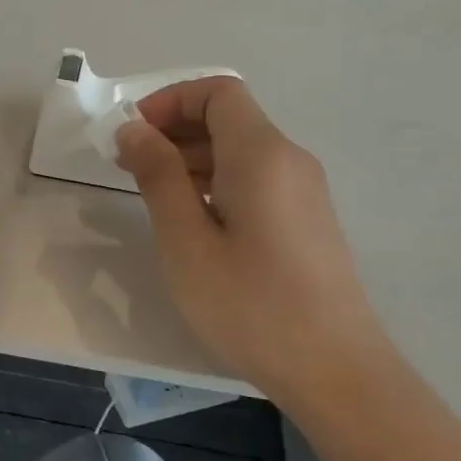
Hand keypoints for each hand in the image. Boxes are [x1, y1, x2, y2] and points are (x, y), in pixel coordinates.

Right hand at [116, 78, 389, 407]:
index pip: (218, 92)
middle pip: (229, 118)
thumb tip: (133, 129)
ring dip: (191, 157)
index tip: (130, 134)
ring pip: (240, 150)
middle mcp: (289, 160)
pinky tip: (190, 220)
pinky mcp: (305, 220)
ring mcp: (303, 191)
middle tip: (126, 165)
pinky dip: (214, 182)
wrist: (334, 369)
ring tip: (149, 193)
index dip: (169, 100)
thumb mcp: (186, 240)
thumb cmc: (250, 304)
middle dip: (173, 129)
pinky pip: (254, 179)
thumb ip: (157, 176)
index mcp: (261, 155)